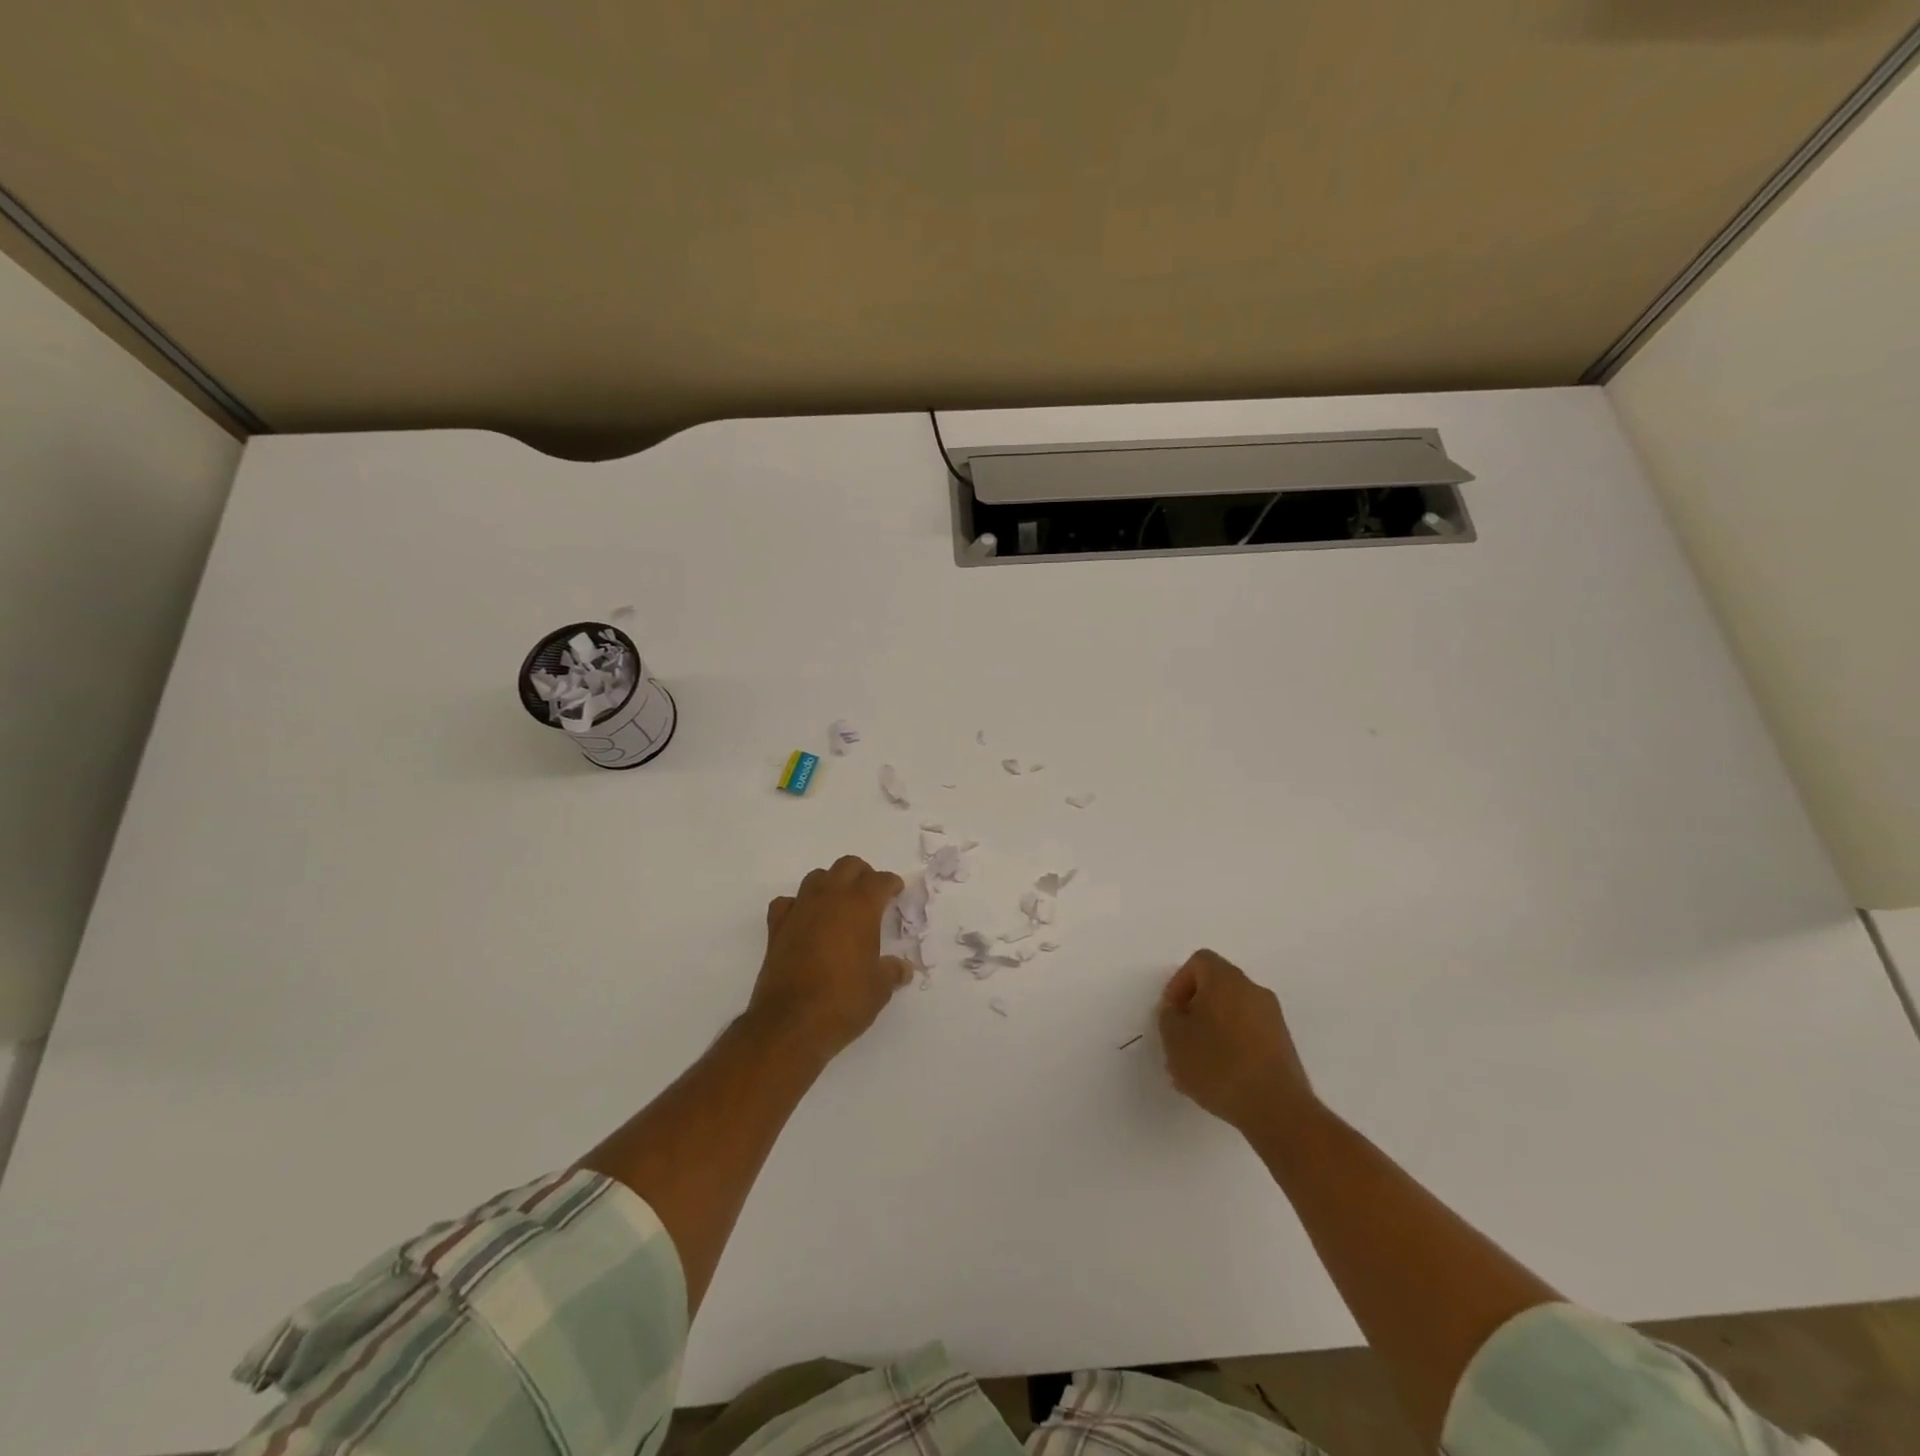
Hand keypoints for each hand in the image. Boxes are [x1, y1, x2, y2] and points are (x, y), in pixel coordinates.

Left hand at [749, 856, 909, 1063]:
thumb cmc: (843, 1001)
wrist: (790, 1024)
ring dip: (831, 884)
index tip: (896, 891)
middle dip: (862, 874)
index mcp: (860, 906)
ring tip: (840, 905)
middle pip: (847, 866)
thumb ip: (892, 972)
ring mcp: (800, 910)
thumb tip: (902, 969)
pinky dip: (798, 906)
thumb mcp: (879, 989)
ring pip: (817, 878)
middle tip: (871, 894)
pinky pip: (788, 902)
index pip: (880, 881)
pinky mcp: (776, 928)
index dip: (891, 884)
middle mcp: (829, 899)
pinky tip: (804, 921)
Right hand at [1159, 949, 1316, 1135]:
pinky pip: (1248, 1035)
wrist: (1276, 1108)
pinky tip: (1220, 1079)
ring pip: (1232, 1014)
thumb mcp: (1174, 1039)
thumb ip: (1169, 1017)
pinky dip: (1232, 1047)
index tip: (1171, 1014)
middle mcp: (1253, 990)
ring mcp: (1273, 1018)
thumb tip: (1179, 1012)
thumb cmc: (1217, 1064)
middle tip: (1180, 1040)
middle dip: (1194, 1011)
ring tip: (1196, 1068)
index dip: (1178, 984)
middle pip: (1216, 988)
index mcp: (1226, 979)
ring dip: (1211, 1032)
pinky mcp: (1283, 1045)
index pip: (1198, 962)